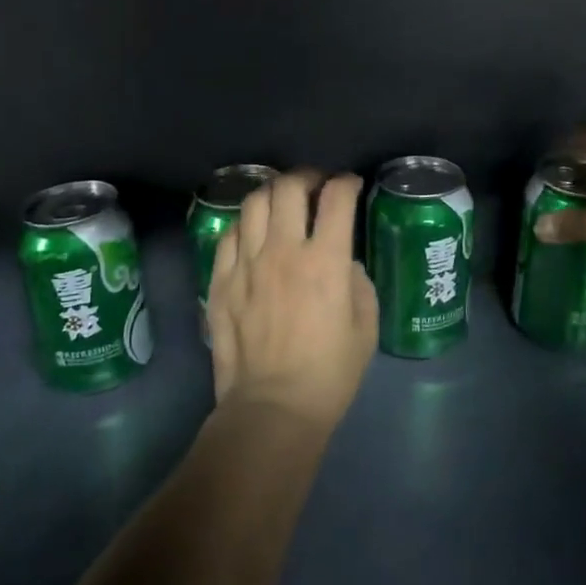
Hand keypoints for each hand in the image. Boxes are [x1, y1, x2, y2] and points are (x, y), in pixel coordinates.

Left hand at [206, 170, 376, 431]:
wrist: (273, 408)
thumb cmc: (330, 373)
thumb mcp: (365, 326)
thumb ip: (357, 281)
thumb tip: (342, 261)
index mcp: (324, 261)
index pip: (336, 198)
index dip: (347, 182)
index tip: (350, 185)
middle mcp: (283, 251)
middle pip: (289, 187)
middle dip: (307, 176)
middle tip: (316, 186)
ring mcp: (247, 264)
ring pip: (254, 202)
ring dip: (274, 193)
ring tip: (283, 202)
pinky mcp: (221, 280)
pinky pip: (230, 233)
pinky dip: (247, 223)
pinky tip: (255, 233)